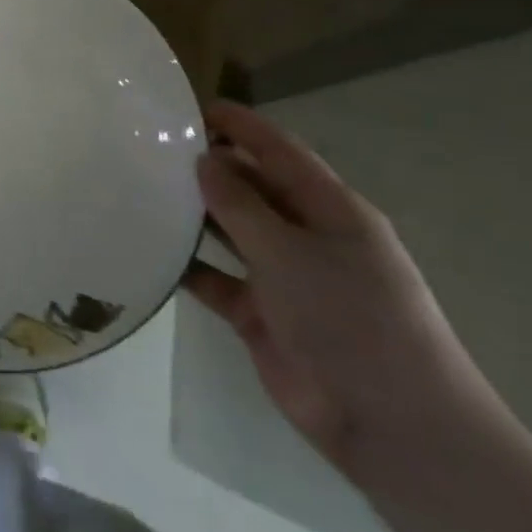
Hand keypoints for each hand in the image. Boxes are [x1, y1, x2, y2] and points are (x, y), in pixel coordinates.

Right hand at [184, 102, 487, 482]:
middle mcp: (307, 237)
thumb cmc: (352, 321)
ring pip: (230, 231)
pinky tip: (148, 250)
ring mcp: (283, 277)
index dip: (242, 126)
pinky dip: (186, 266)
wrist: (391, 424)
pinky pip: (214, 278)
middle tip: (150, 147)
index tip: (192, 106)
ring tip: (140, 189)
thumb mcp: (292, 253)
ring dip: (194, 213)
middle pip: (253, 188)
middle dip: (210, 166)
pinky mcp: (260, 314)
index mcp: (332, 212)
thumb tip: (205, 160)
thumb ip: (241, 206)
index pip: (281, 152)